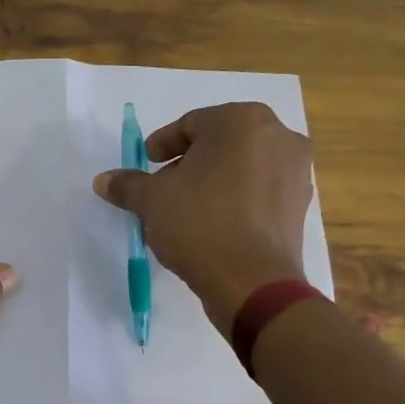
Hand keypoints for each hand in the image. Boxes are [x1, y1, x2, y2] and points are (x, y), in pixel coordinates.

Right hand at [93, 102, 311, 336]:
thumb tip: (104, 180)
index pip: (191, 124)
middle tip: (164, 184)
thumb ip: (127, 184)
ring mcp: (296, 171)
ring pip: (243, 165)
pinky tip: (214, 223)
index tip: (146, 163)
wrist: (251, 282)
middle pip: (221, 142)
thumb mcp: (151, 200)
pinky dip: (237, 198)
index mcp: (242, 121)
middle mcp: (278, 136)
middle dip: (190, 161)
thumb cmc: (198, 223)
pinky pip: (260, 190)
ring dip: (214, 179)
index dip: (162, 144)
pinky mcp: (300, 205)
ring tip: (187, 207)